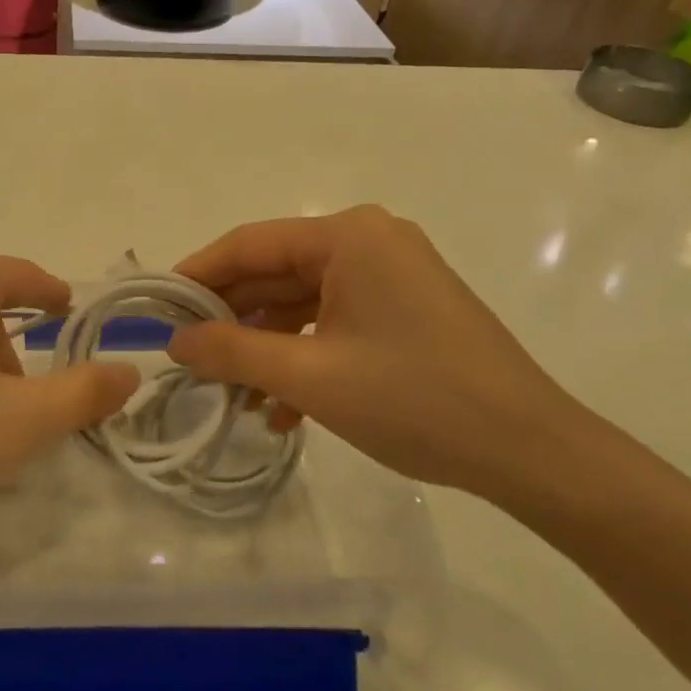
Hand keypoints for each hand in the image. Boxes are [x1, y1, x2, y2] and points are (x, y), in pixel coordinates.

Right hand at [166, 206, 589, 502]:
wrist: (533, 453)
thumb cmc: (416, 399)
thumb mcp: (310, 376)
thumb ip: (232, 350)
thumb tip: (173, 339)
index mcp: (348, 236)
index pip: (250, 244)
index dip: (197, 275)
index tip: (157, 308)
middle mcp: (368, 242)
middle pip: (275, 272)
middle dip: (232, 320)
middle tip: (189, 359)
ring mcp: (390, 275)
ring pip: (302, 303)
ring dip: (266, 348)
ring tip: (234, 397)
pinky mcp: (404, 309)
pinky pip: (334, 321)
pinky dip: (304, 357)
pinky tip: (284, 410)